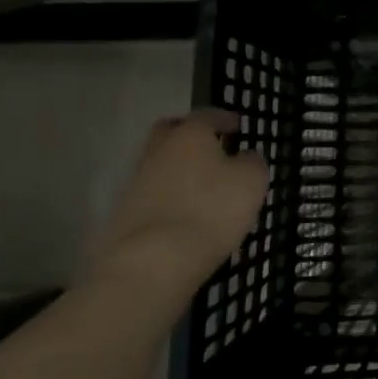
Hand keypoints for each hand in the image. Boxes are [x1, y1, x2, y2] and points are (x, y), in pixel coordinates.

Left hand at [90, 110, 267, 304]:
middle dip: (188, 135)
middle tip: (210, 146)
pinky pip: (152, 196)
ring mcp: (137, 183)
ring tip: (202, 189)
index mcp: (189, 135)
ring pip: (159, 165)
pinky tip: (185, 215)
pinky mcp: (125, 215)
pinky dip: (168, 199)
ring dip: (178, 170)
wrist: (152, 263)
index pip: (207, 115)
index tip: (237, 125)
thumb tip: (245, 158)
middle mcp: (158, 152)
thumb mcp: (251, 182)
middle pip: (170, 132)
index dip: (224, 118)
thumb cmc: (211, 210)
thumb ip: (252, 163)